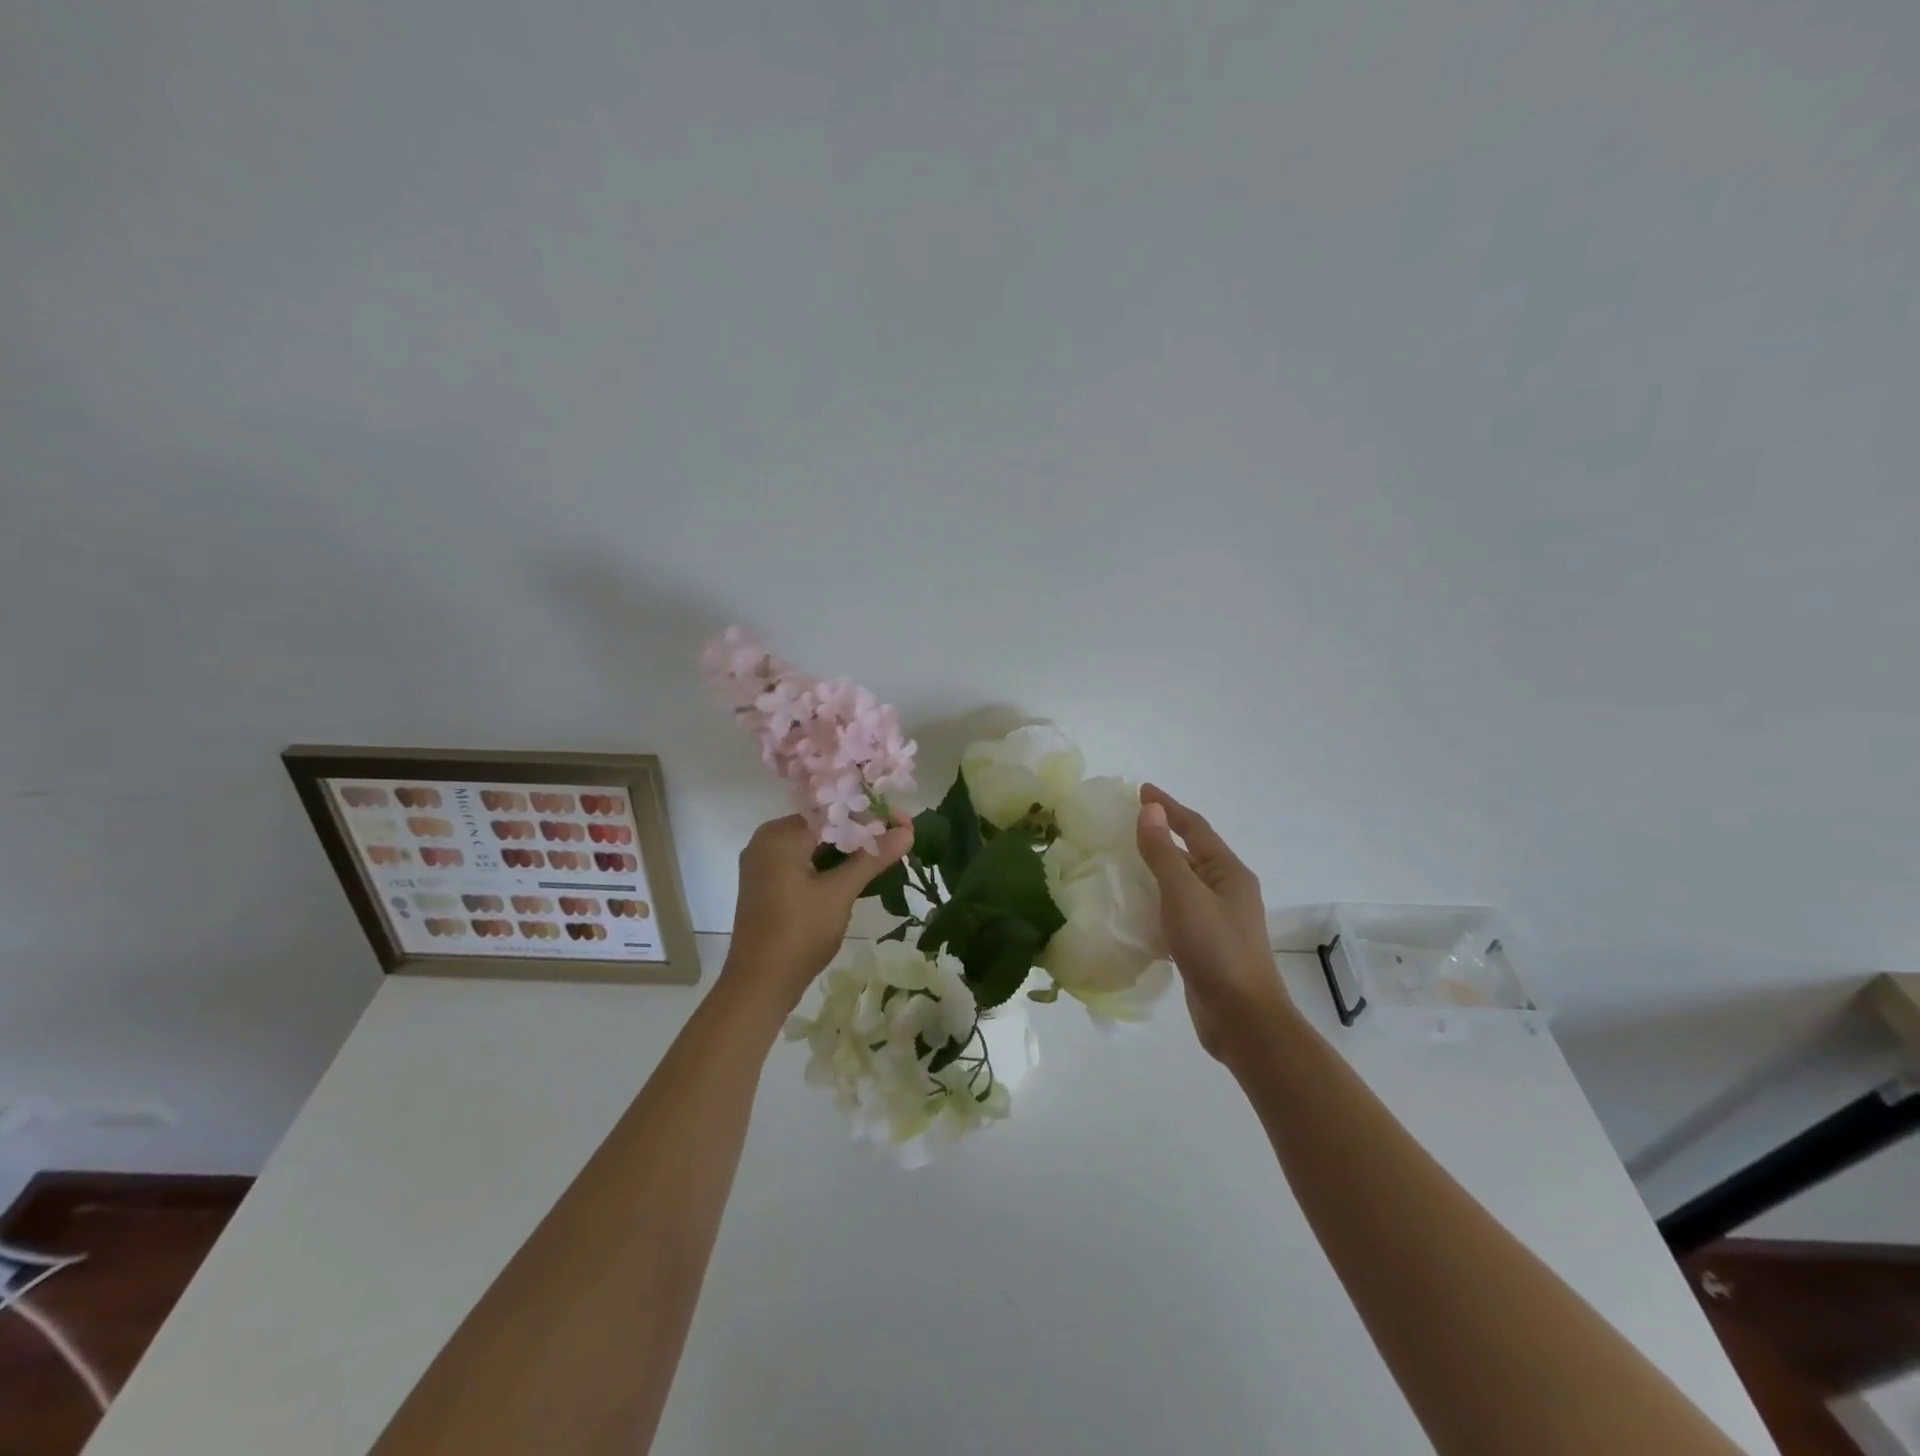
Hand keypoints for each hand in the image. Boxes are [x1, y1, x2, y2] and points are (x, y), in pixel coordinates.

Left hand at [725, 815, 912, 1008]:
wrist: (759, 986)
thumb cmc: (798, 933)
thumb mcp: (839, 892)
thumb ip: (872, 858)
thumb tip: (908, 831)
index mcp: (779, 835)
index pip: (833, 811)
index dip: (872, 815)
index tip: (905, 822)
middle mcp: (768, 842)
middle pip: (825, 827)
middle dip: (864, 833)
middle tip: (901, 838)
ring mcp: (766, 866)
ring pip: (817, 847)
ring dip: (851, 851)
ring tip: (888, 854)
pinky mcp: (770, 887)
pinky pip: (807, 865)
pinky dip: (833, 867)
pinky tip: (862, 873)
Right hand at [1135, 784, 1290, 1061]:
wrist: (1242, 1018)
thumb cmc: (1215, 950)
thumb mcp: (1184, 895)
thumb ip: (1164, 853)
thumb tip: (1151, 810)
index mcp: (1229, 873)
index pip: (1196, 828)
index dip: (1168, 807)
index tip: (1141, 790)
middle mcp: (1228, 890)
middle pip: (1193, 852)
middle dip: (1164, 834)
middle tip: (1129, 822)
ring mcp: (1219, 919)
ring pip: (1185, 882)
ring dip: (1159, 866)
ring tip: (1126, 858)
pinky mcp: (1207, 945)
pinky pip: (1179, 909)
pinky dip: (1158, 899)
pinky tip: (1136, 906)